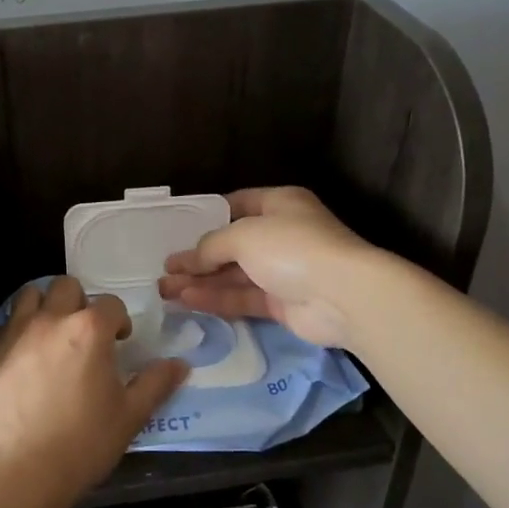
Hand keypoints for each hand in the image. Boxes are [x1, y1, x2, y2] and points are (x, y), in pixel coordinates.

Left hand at [0, 277, 187, 504]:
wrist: (21, 469)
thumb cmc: (84, 441)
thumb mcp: (130, 416)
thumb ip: (155, 384)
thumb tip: (179, 364)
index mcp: (89, 329)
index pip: (111, 304)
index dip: (119, 321)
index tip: (119, 342)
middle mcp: (51, 320)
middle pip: (66, 287)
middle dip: (79, 303)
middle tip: (84, 334)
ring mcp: (16, 333)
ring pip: (30, 296)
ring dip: (44, 306)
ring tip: (51, 334)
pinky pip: (6, 326)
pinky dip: (18, 333)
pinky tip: (24, 359)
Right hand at [159, 187, 377, 349]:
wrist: (343, 296)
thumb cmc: (292, 247)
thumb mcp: (242, 235)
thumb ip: (210, 246)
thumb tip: (187, 259)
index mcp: (279, 204)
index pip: (237, 204)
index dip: (207, 216)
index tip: (178, 230)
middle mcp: (281, 234)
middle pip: (231, 245)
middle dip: (197, 257)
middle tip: (165, 268)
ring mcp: (283, 271)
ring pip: (234, 274)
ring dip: (200, 281)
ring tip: (164, 289)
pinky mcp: (282, 303)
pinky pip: (243, 297)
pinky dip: (216, 298)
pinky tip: (186, 300)